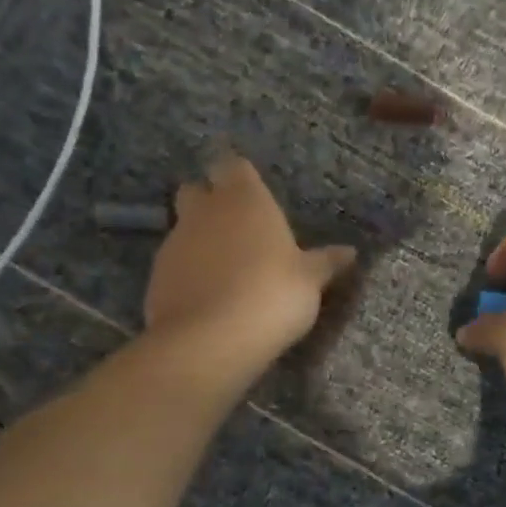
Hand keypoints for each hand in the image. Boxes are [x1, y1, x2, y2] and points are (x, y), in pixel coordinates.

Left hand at [144, 155, 356, 375]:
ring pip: (183, 228)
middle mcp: (204, 211)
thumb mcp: (310, 281)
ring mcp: (174, 243)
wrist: (210, 341)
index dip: (239, 178)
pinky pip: (175, 264)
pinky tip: (208, 298)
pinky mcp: (156, 277)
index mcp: (244, 199)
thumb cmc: (272, 295)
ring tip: (226, 271)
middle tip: (237, 229)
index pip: (232, 165)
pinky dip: (188, 273)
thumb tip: (350, 252)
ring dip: (200, 241)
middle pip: (197, 190)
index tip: (253, 194)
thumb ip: (325, 262)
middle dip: (210, 202)